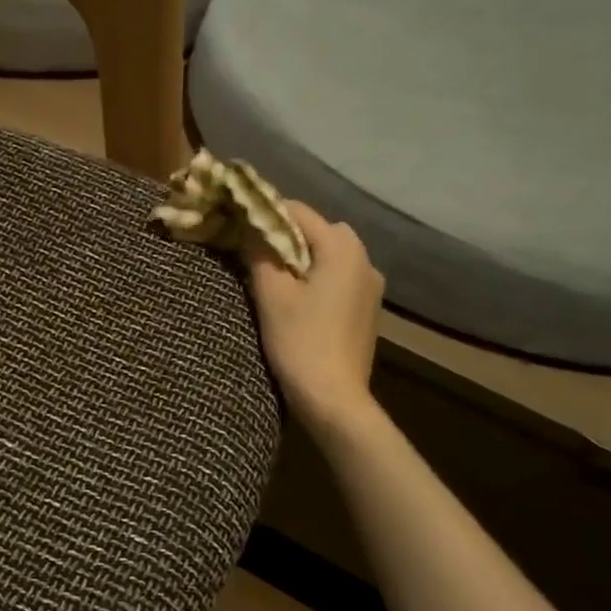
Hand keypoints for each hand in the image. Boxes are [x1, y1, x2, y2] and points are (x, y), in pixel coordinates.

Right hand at [248, 202, 384, 434]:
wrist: (334, 398)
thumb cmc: (300, 341)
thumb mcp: (271, 295)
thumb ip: (260, 253)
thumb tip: (252, 227)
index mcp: (342, 248)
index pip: (299, 211)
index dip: (266, 214)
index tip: (240, 225)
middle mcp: (364, 259)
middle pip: (319, 231)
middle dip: (287, 237)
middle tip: (255, 257)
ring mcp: (371, 286)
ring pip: (331, 256)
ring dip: (303, 260)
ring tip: (275, 281)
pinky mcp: (369, 310)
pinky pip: (340, 279)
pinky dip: (319, 279)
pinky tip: (300, 302)